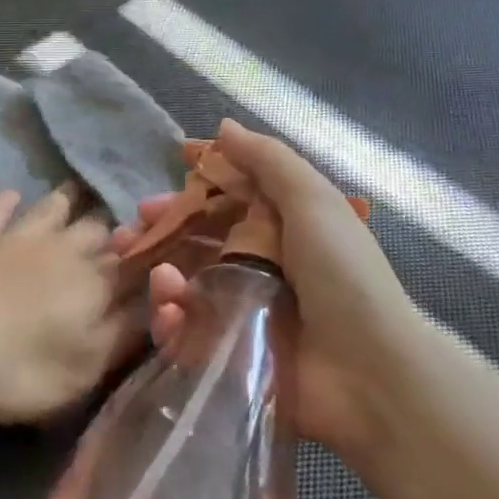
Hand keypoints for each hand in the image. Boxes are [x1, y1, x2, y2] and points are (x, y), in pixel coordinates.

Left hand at [0, 188, 132, 424]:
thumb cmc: (19, 370)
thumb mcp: (84, 370)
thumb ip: (122, 333)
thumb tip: (153, 306)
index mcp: (93, 282)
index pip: (131, 262)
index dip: (147, 256)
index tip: (156, 254)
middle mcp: (61, 249)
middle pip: (95, 228)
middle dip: (109, 229)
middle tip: (114, 233)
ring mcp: (15, 239)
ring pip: (50, 208)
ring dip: (65, 202)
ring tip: (76, 196)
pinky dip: (8, 203)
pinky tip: (13, 197)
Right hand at [113, 121, 426, 458]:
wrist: (372, 372)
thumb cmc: (343, 275)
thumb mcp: (312, 202)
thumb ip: (268, 161)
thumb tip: (224, 126)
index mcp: (280, 229)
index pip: (224, 202)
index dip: (190, 191)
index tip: (157, 187)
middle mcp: (258, 267)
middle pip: (194, 243)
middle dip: (157, 235)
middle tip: (126, 235)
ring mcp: (241, 314)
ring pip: (183, 287)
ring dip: (159, 276)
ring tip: (155, 275)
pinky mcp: (228, 357)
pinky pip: (186, 334)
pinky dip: (169, 321)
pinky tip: (168, 312)